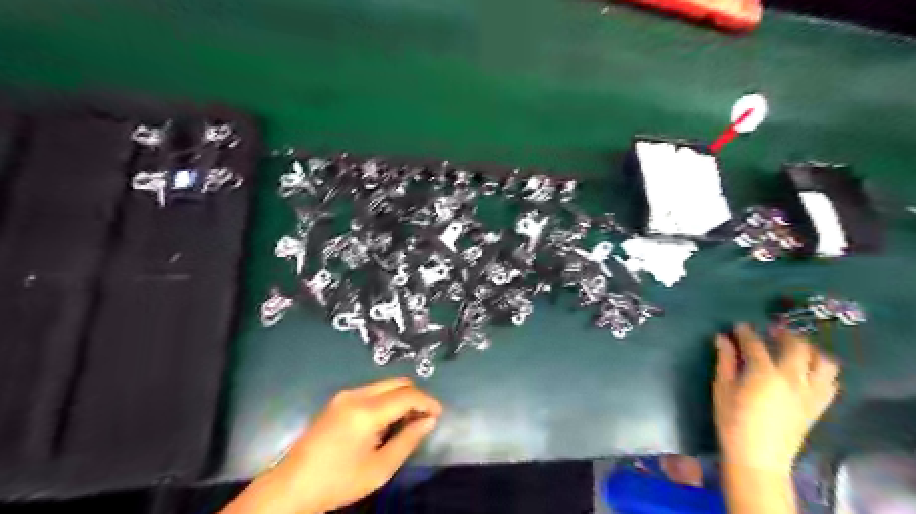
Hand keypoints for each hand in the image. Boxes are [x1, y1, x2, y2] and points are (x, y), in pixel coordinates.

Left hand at [224, 378, 441, 513]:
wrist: (291, 487)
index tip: (439, 414)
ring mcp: (345, 395)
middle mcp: (356, 394)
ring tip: (407, 422)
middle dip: (416, 396)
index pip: (407, 394)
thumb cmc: (338, 481)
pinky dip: (387, 400)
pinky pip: (372, 391)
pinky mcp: (338, 400)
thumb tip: (429, 420)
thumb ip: (408, 440)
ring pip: (385, 385)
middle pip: (397, 383)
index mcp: (366, 410)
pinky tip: (386, 421)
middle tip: (425, 418)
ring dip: (401, 397)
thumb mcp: (379, 468)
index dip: (428, 401)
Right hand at [712, 325, 838, 472]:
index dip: (746, 332)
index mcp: (764, 372)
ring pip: (822, 362)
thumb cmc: (732, 420)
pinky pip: (830, 382)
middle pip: (796, 346)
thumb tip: (722, 339)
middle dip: (784, 334)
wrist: (758, 456)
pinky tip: (808, 371)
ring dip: (810, 350)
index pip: (756, 343)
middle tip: (771, 331)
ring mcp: (809, 392)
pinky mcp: (817, 405)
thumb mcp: (722, 388)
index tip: (739, 326)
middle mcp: (792, 378)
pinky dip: (821, 371)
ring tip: (795, 349)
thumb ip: (725, 361)